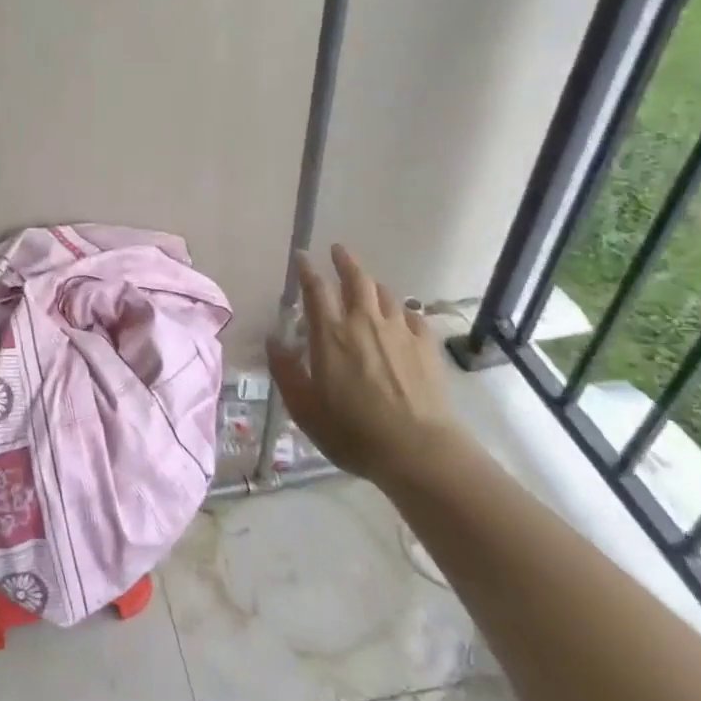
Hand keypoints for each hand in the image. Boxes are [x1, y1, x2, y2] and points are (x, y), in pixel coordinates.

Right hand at [265, 245, 466, 487]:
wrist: (419, 451)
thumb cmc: (352, 431)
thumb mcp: (304, 408)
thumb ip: (286, 371)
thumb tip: (273, 341)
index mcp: (330, 334)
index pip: (316, 289)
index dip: (307, 270)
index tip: (302, 257)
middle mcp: (364, 322)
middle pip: (357, 279)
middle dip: (345, 261)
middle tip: (338, 250)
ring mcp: (400, 332)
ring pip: (386, 294)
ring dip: (373, 285)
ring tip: (367, 285)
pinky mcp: (426, 347)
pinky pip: (413, 316)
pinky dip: (403, 311)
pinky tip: (402, 318)